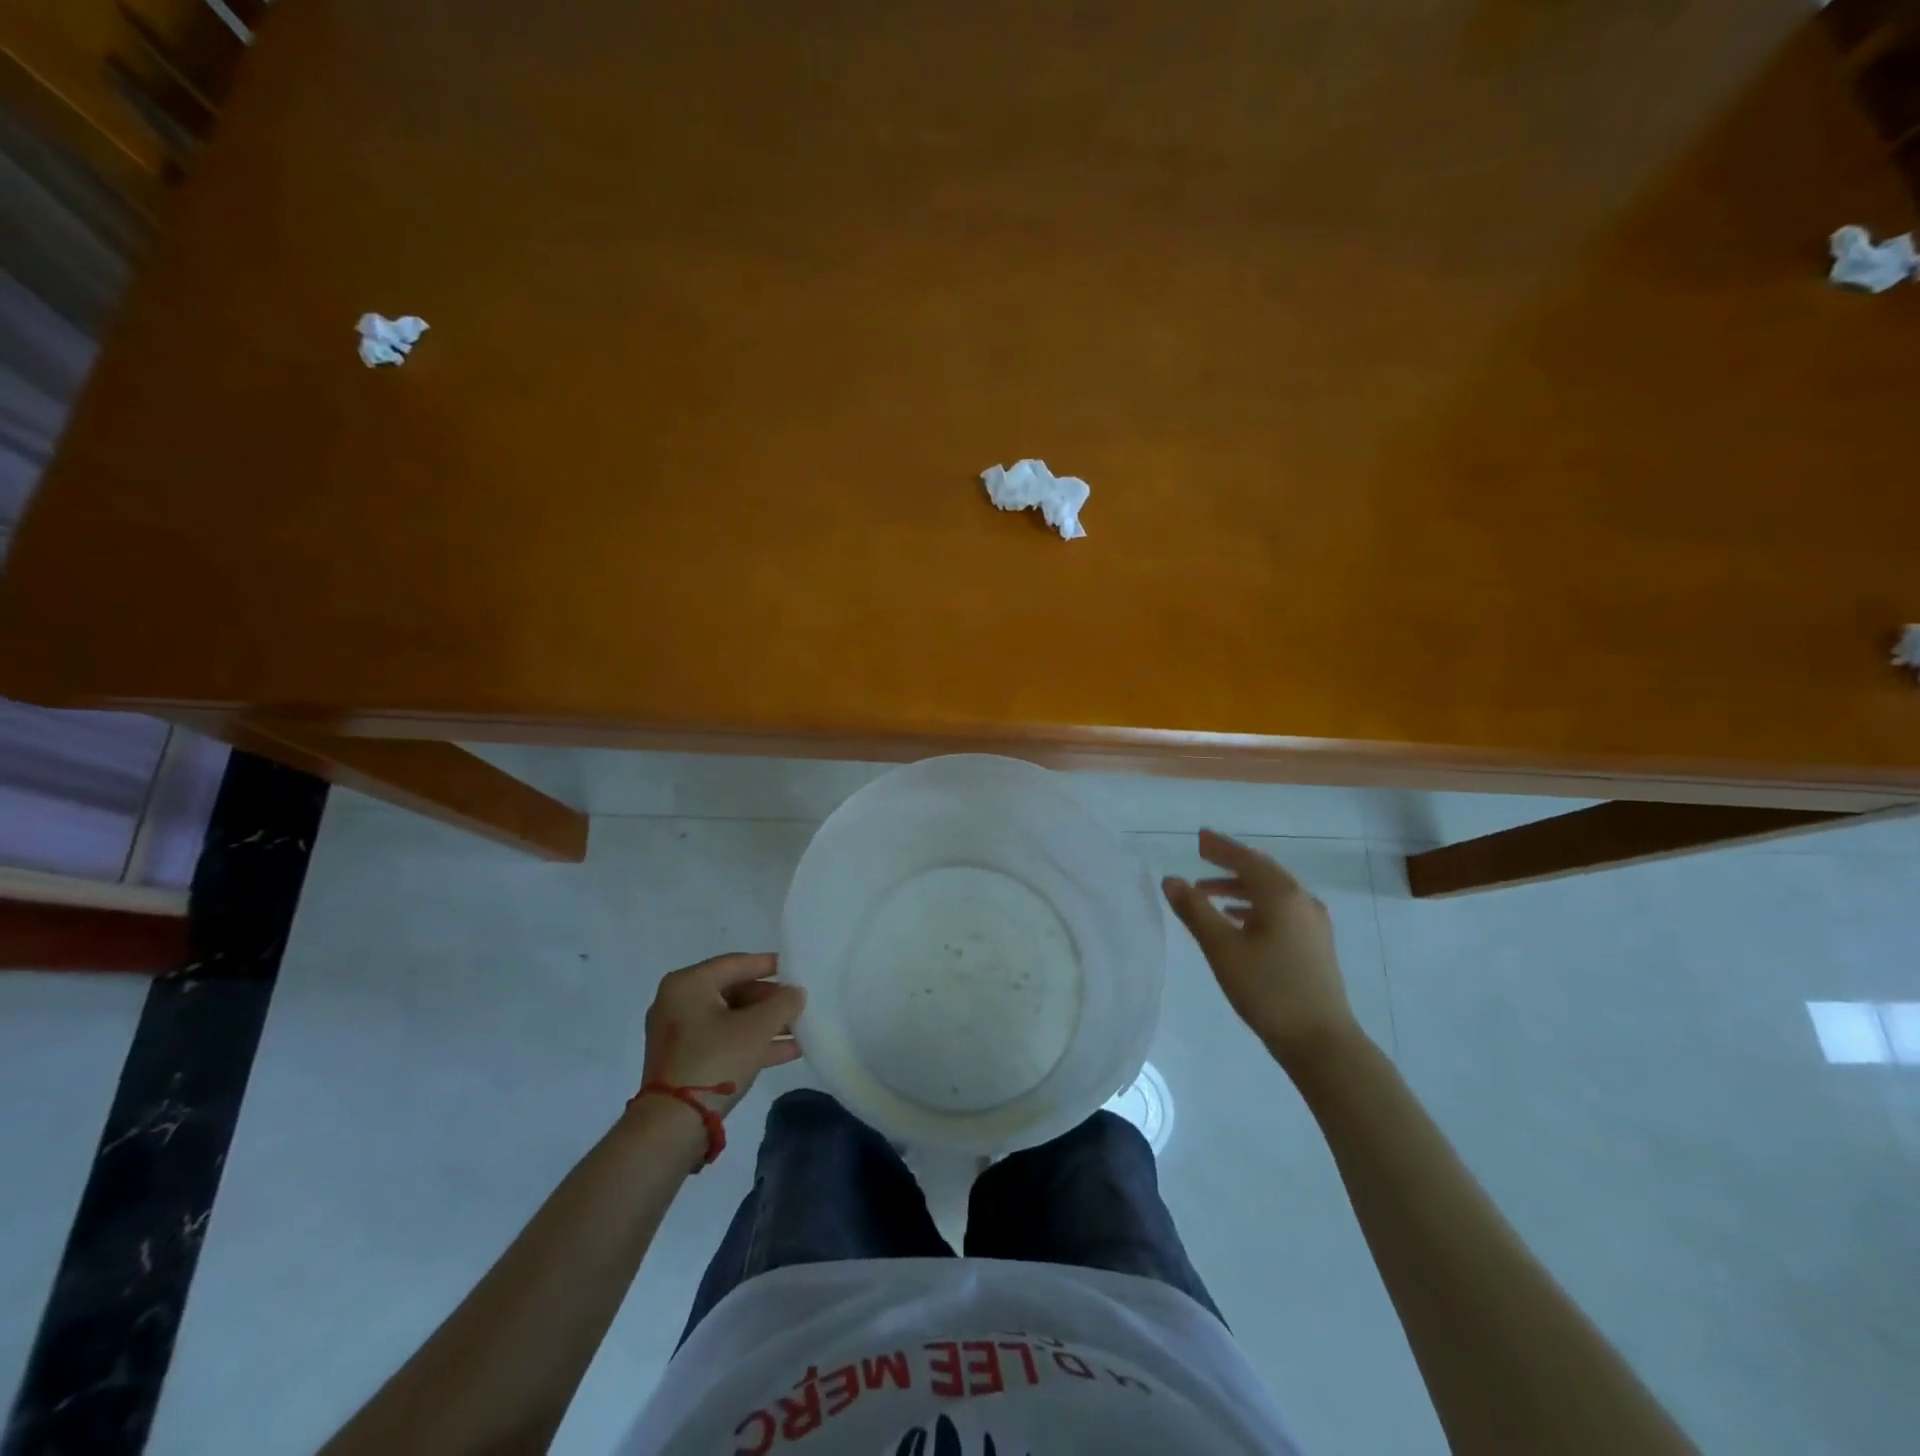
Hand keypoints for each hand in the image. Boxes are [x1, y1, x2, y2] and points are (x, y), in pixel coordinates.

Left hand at [640, 953, 803, 1114]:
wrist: (672, 1126)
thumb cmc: (714, 1060)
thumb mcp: (757, 1028)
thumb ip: (783, 1003)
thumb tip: (796, 993)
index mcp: (688, 984)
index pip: (736, 963)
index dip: (769, 965)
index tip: (796, 968)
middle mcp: (678, 1002)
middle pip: (734, 991)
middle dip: (770, 1000)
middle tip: (799, 1004)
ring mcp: (679, 1034)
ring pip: (731, 1019)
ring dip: (765, 1024)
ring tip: (800, 1028)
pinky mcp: (684, 1061)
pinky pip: (724, 1041)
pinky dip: (751, 1043)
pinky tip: (788, 1051)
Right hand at [1162, 830, 1362, 1070]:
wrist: (1321, 1041)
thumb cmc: (1267, 989)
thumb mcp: (1222, 948)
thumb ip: (1195, 910)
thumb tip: (1171, 880)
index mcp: (1281, 895)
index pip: (1246, 860)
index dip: (1220, 847)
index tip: (1198, 837)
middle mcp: (1301, 901)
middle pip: (1262, 872)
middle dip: (1230, 864)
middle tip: (1202, 857)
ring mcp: (1313, 923)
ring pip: (1271, 893)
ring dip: (1239, 888)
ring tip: (1208, 893)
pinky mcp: (1315, 944)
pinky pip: (1280, 910)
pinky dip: (1255, 906)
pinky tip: (1238, 920)